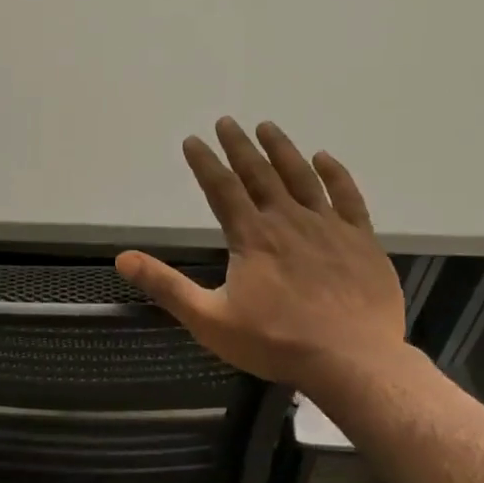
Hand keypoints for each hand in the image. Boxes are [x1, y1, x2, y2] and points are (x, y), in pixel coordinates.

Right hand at [116, 119, 406, 406]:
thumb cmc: (275, 342)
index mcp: (252, 237)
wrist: (351, 360)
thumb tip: (122, 259)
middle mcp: (288, 221)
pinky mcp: (360, 240)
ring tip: (267, 126)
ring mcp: (328, 227)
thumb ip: (167, 286)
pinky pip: (347, 197)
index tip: (192, 140)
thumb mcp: (209, 319)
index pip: (221, 189)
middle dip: (239, 146)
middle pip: (259, 174)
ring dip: (282, 149)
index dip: (204, 163)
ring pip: (302, 177)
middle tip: (227, 122)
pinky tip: (323, 158)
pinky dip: (334, 174)